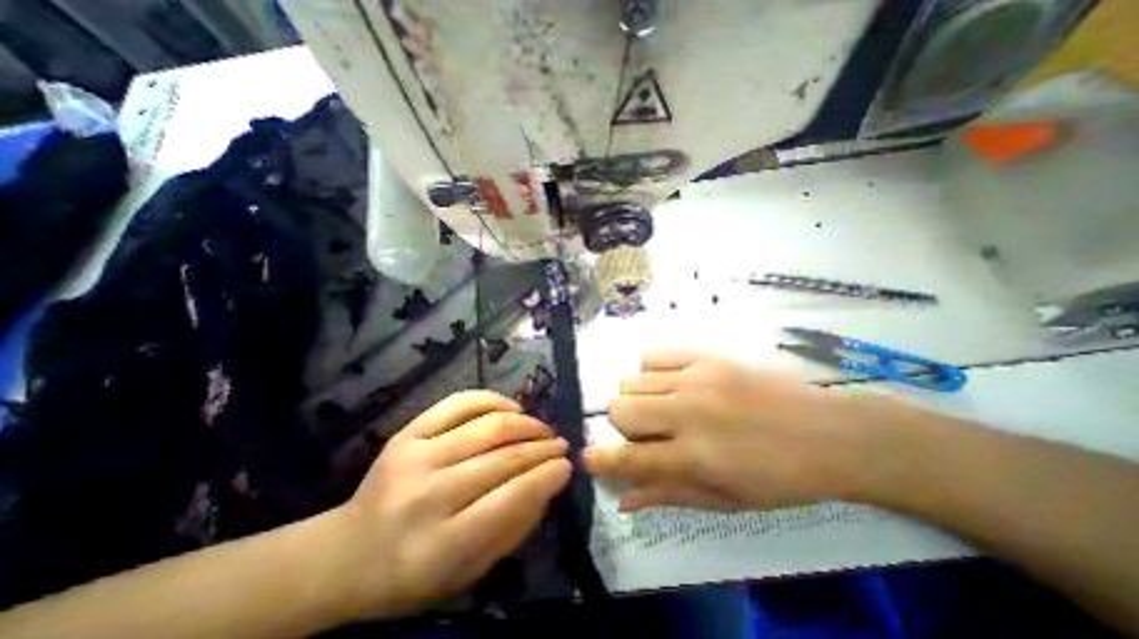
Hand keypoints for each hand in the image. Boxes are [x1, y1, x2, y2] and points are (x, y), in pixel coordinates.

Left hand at [335, 391, 573, 616]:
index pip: (510, 498)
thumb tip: (548, 484)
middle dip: (543, 447)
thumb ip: (513, 529)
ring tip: (542, 429)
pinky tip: (512, 408)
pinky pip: (460, 402)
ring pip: (488, 426)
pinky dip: (493, 400)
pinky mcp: (406, 433)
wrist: (346, 553)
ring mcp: (414, 456)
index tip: (567, 465)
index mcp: (440, 545)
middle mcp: (426, 495)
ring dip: (526, 423)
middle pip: (503, 457)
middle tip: (561, 445)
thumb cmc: (411, 575)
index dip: (547, 476)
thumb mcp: (468, 572)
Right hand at [583, 350, 893, 514]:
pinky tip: (671, 383)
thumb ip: (668, 494)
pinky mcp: (706, 356)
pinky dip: (651, 372)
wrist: (830, 432)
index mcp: (695, 457)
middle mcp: (688, 413)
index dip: (600, 459)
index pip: (629, 458)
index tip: (587, 458)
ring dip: (637, 399)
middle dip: (622, 425)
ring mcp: (696, 378)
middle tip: (647, 433)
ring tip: (663, 407)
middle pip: (620, 408)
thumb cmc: (779, 477)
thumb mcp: (726, 500)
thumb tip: (623, 498)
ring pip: (632, 380)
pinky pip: (653, 355)